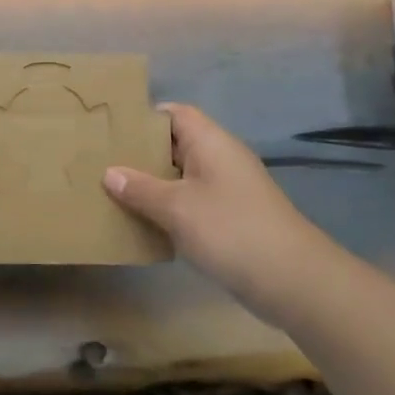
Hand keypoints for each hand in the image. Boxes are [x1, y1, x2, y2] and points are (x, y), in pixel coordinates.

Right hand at [103, 103, 334, 313]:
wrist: (293, 281)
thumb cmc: (231, 230)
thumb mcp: (177, 208)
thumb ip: (141, 189)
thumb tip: (110, 173)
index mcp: (211, 142)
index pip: (174, 113)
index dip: (143, 117)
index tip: (110, 130)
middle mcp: (220, 159)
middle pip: (175, 144)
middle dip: (141, 153)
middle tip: (102, 162)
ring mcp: (228, 190)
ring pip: (182, 176)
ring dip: (153, 184)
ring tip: (113, 192)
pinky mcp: (231, 219)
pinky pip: (192, 202)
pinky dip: (169, 208)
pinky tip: (143, 223)